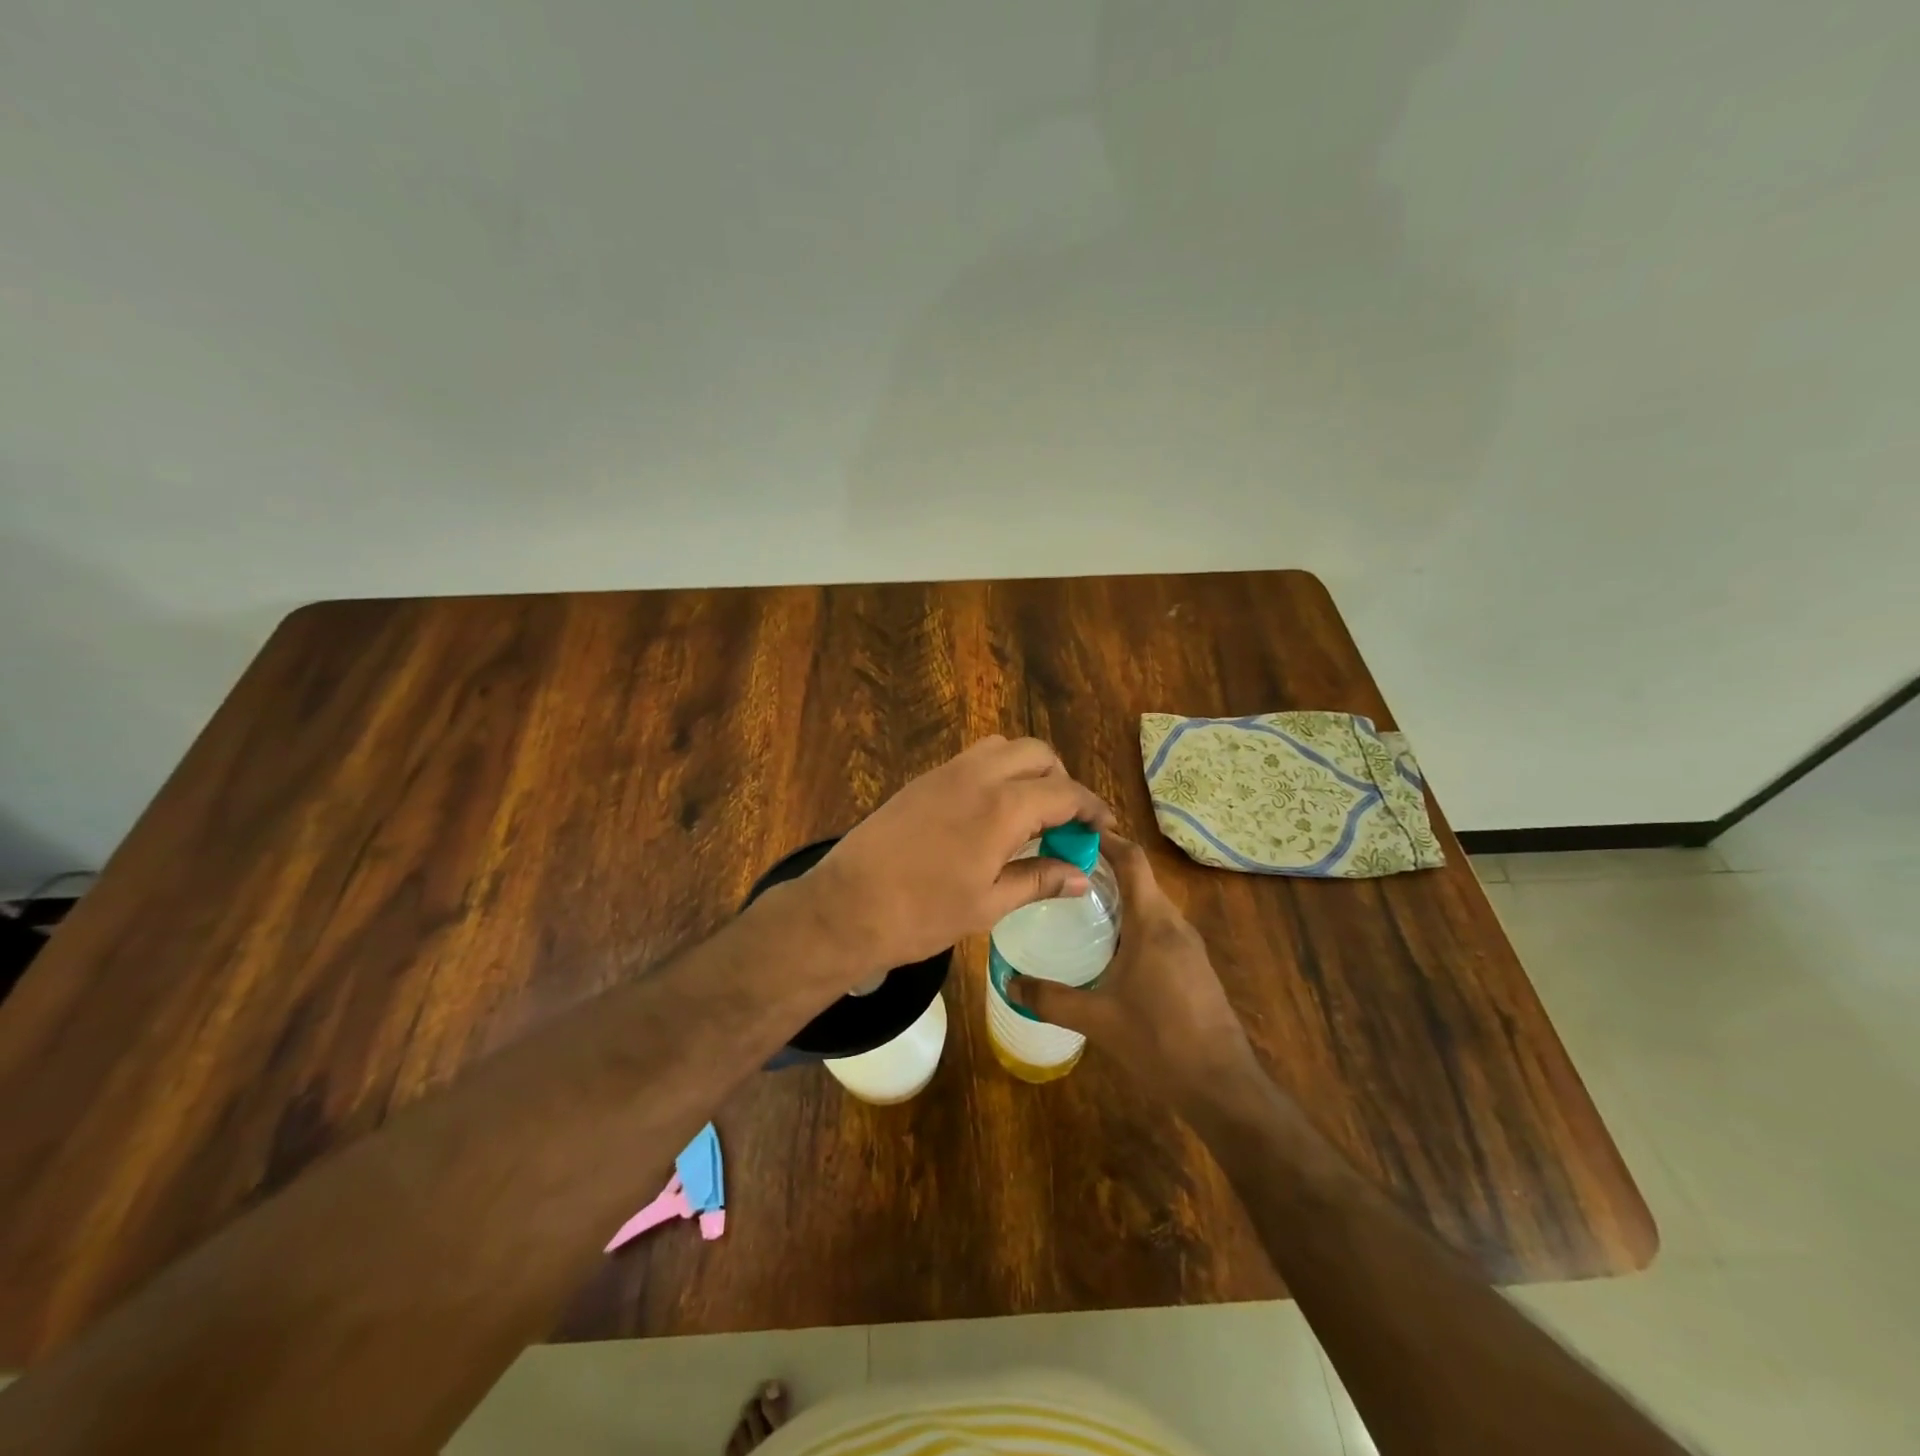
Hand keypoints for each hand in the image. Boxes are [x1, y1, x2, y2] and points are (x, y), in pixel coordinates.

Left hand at [800, 737, 1113, 982]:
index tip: (1103, 828)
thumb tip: (1081, 876)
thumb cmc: (922, 914)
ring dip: (1026, 770)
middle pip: (1037, 754)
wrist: (846, 906)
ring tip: (1028, 813)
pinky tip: (989, 814)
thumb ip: (1039, 880)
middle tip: (1063, 822)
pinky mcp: (922, 780)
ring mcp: (946, 772)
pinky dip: (995, 773)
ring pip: (1002, 748)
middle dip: (1061, 780)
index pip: (1065, 793)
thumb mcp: (988, 904)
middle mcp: (978, 776)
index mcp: (1002, 807)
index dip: (1091, 809)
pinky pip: (972, 759)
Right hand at [1009, 835, 1260, 1100]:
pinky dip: (1133, 923)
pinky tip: (1109, 948)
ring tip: (1078, 905)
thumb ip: (1051, 999)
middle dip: (1105, 869)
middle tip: (1062, 871)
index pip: (1132, 861)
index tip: (1074, 832)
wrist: (1222, 1085)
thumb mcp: (1097, 1019)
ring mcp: (1189, 946)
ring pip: (1151, 905)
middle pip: (1140, 880)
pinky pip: (1160, 929)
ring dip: (1120, 898)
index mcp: (1153, 923)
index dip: (1106, 839)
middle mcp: (1175, 925)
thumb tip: (1009, 983)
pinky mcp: (1194, 967)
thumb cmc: (1159, 1041)